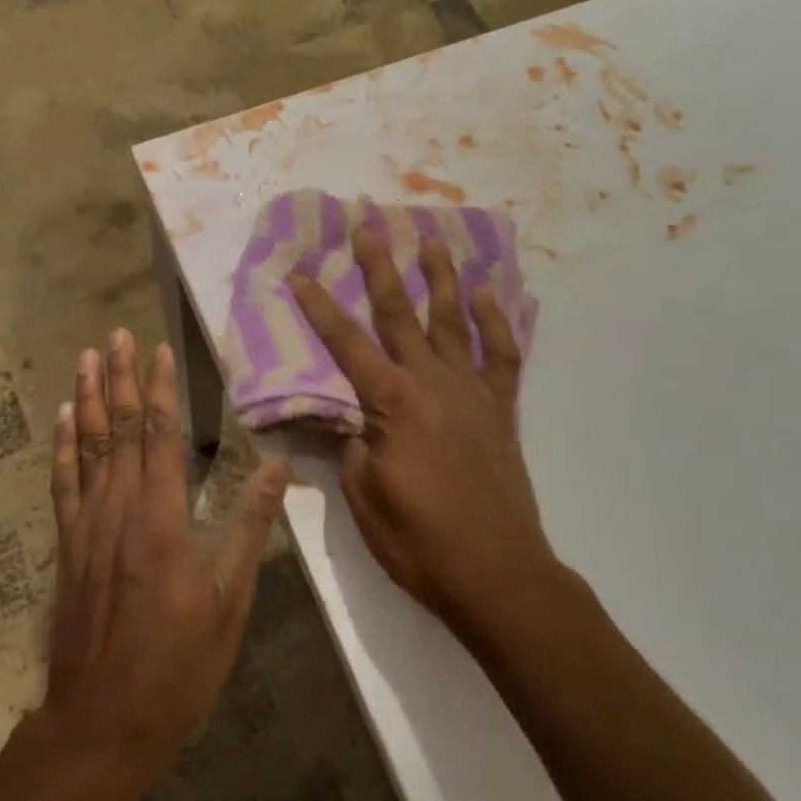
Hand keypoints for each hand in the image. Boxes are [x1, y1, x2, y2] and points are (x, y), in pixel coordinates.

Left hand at [43, 329, 289, 773]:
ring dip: (86, 399)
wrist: (101, 724)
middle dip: (118, 378)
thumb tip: (279, 468)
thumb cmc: (178, 665)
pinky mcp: (67, 547)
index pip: (160, 436)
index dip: (159, 390)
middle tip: (116, 335)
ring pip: (86, 447)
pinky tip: (62, 419)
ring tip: (86, 359)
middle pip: (118, 429)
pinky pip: (63, 484)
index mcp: (162, 519)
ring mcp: (86, 527)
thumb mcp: (230, 601)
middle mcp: (119, 510)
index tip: (159, 350)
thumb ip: (250, 527)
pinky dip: (62, 446)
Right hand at [289, 227, 554, 636]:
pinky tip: (485, 295)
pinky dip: (495, 321)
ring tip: (431, 240)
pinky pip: (501, 353)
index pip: (346, 344)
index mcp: (393, 402)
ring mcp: (471, 391)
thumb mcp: (363, 495)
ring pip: (453, 320)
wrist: (497, 573)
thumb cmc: (420, 540)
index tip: (299, 274)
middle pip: (399, 313)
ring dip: (440, 277)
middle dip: (379, 267)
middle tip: (367, 227)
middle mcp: (432, 382)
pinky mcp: (500, 408)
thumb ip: (350, 444)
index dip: (319, 307)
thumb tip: (345, 416)